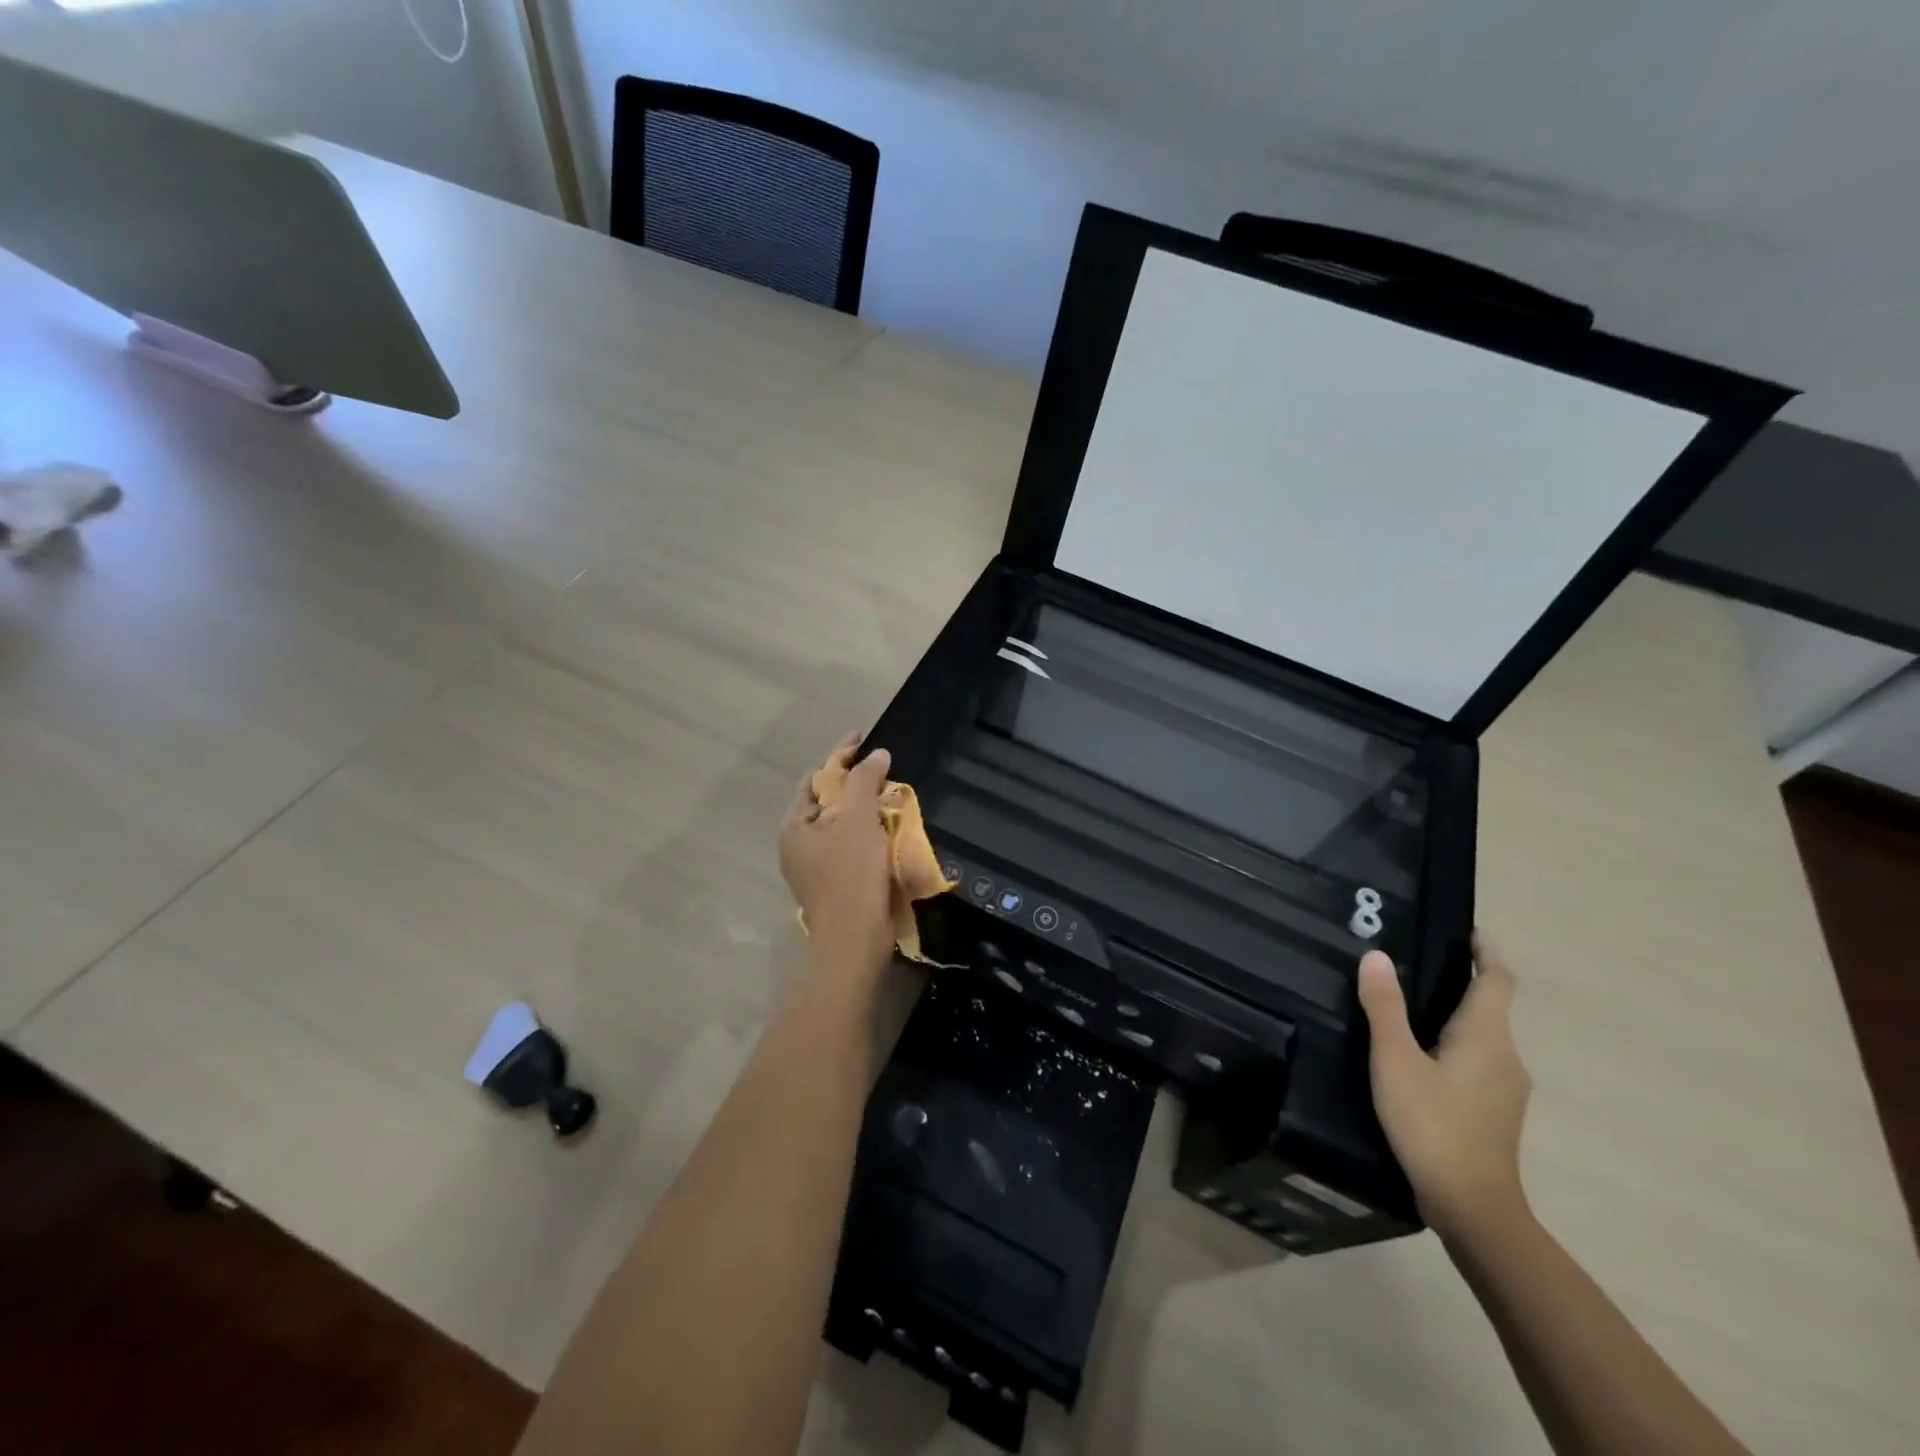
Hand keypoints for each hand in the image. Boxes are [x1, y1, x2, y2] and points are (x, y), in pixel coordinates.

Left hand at [779, 732, 895, 982]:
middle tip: (880, 767)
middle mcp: (798, 845)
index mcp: (794, 825)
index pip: (816, 778)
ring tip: (889, 793)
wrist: (855, 938)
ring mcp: (814, 868)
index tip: (862, 736)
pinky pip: (851, 847)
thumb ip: (865, 780)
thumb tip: (877, 754)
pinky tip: (888, 829)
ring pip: (840, 825)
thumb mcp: (857, 818)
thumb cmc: (851, 872)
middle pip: (827, 801)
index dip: (840, 754)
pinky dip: (868, 832)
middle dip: (853, 782)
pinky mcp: (834, 885)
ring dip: (863, 808)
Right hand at [1356, 932, 1531, 1243]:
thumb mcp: (1395, 1060)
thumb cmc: (1433, 1124)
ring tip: (1406, 1004)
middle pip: (1490, 1007)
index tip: (1466, 930)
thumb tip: (1376, 955)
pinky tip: (1418, 1056)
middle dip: (1460, 981)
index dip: (1485, 952)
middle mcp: (1506, 1056)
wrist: (1473, 1208)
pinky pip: (1477, 1061)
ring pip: (1482, 1037)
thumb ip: (1384, 1007)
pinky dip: (1454, 1044)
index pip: (1497, 980)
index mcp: (1486, 1036)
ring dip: (1454, 1015)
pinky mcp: (1495, 1112)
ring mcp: (1506, 1088)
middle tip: (1414, 962)